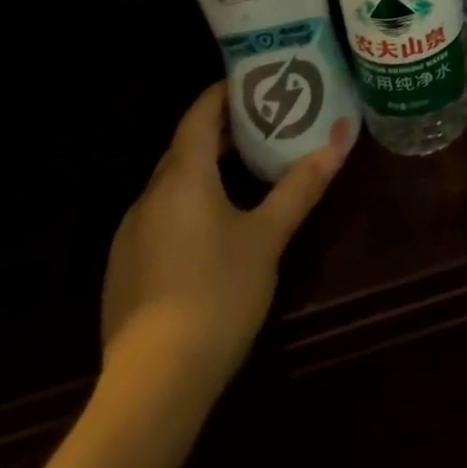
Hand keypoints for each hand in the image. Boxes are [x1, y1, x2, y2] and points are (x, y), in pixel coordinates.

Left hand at [100, 82, 354, 393]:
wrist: (153, 387)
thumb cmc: (217, 294)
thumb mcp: (268, 237)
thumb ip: (301, 185)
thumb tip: (341, 138)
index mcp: (183, 176)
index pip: (200, 114)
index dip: (224, 92)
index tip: (254, 79)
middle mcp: (149, 196)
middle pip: (185, 146)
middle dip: (222, 129)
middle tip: (263, 120)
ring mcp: (131, 235)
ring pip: (171, 183)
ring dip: (204, 168)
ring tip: (245, 168)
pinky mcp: (125, 271)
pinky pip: (160, 215)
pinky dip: (187, 202)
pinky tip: (212, 227)